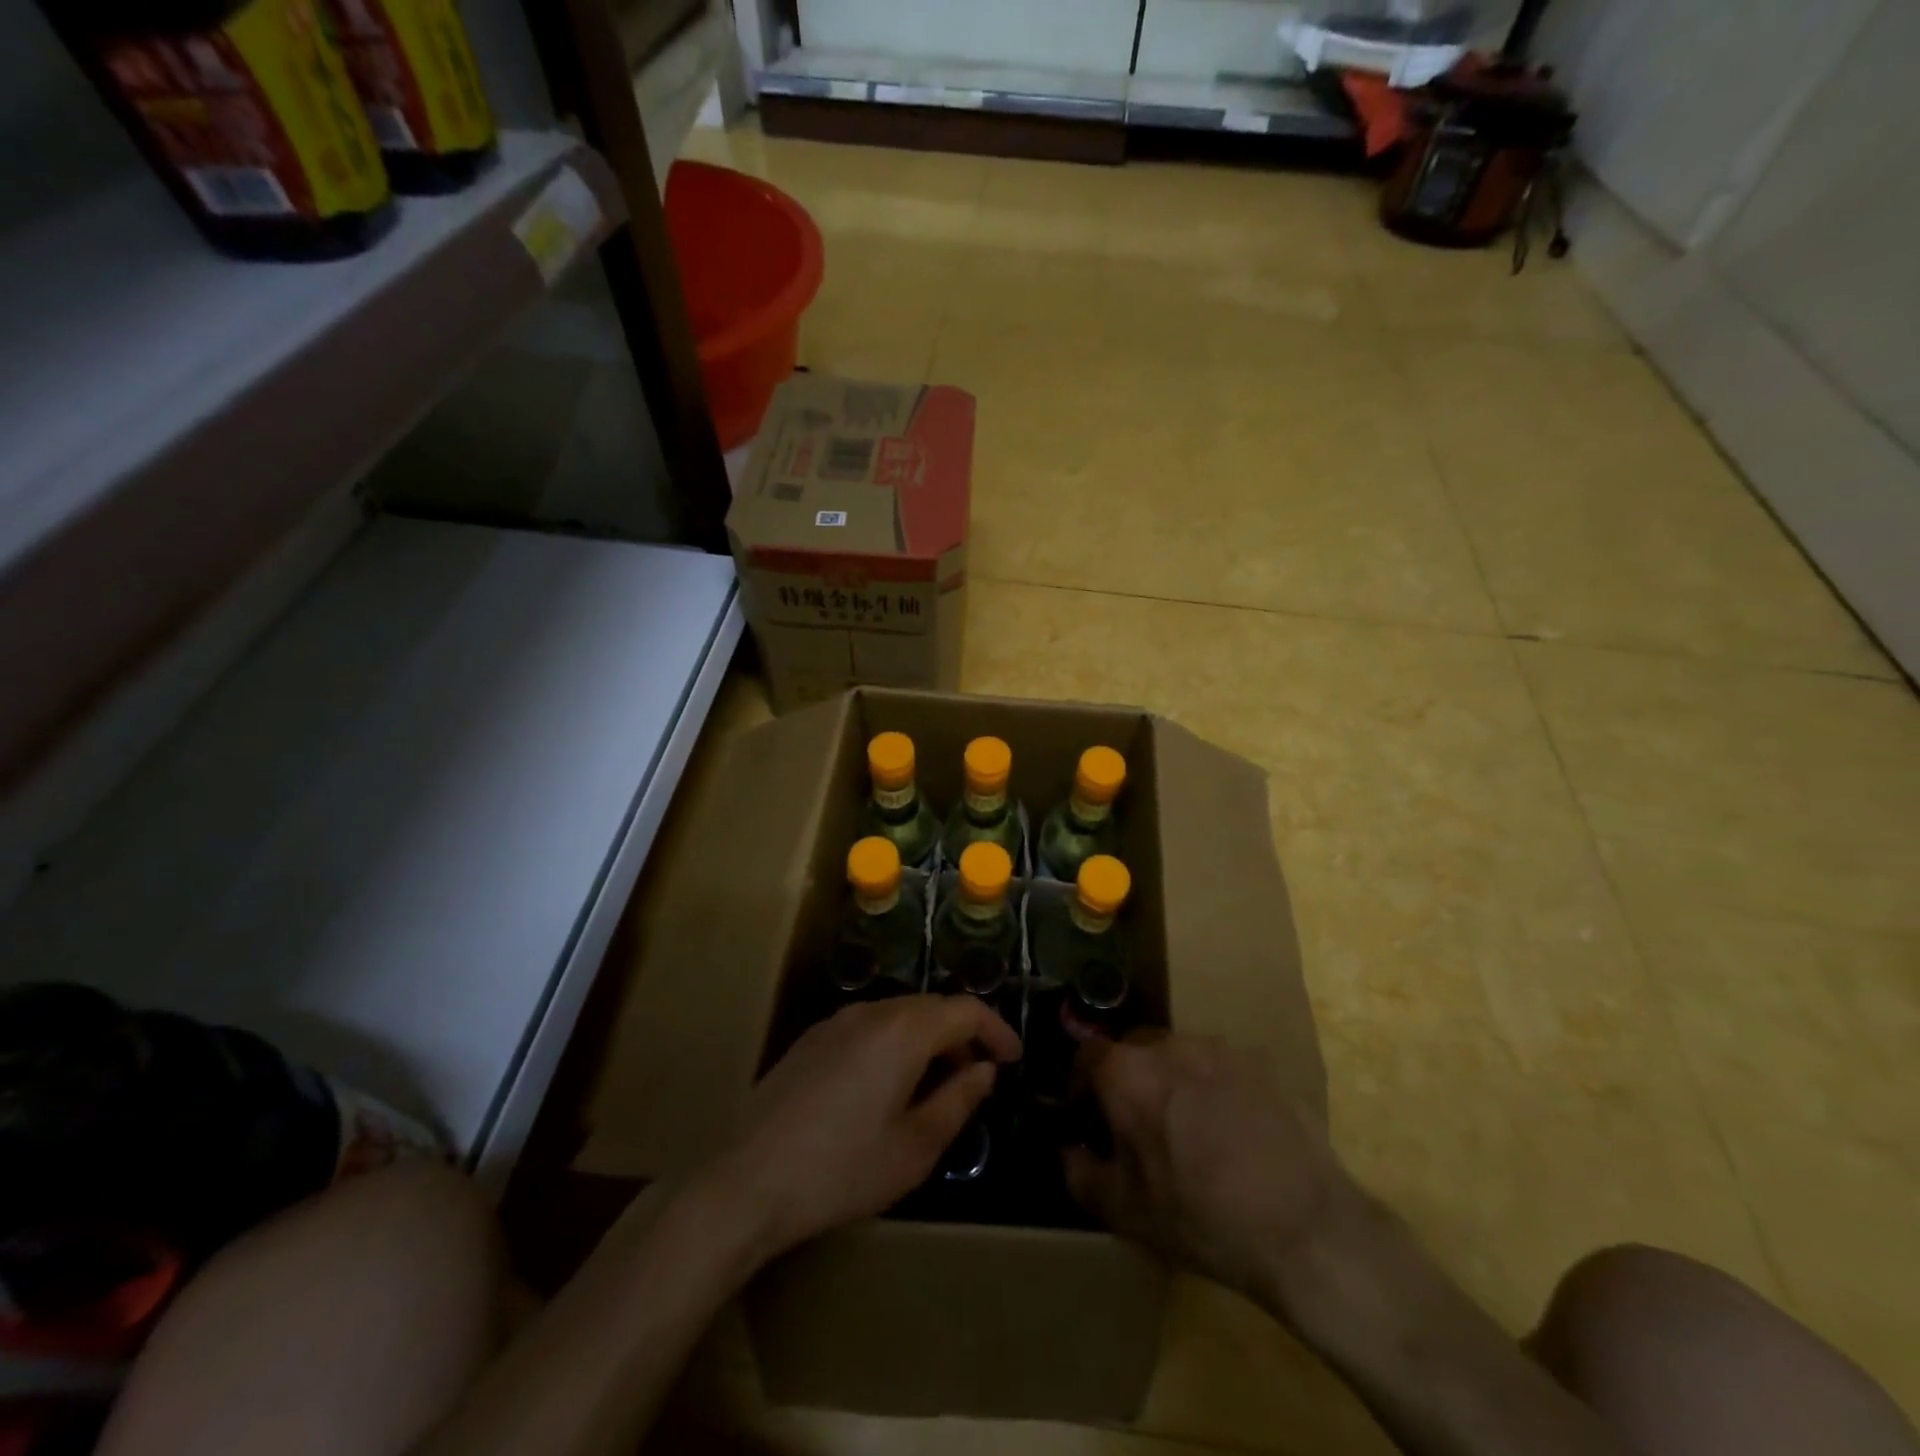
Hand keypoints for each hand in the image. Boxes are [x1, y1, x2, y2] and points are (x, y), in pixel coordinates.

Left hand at [712, 996, 1020, 1259]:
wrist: (747, 1179)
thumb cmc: (842, 1168)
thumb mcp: (916, 1147)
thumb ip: (959, 1099)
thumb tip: (984, 1069)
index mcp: (904, 1030)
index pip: (965, 1009)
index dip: (996, 1029)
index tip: (1013, 1059)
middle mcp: (872, 1011)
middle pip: (932, 1006)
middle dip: (964, 1034)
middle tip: (980, 1075)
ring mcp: (837, 1021)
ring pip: (900, 1014)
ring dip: (929, 1039)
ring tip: (939, 1083)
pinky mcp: (813, 1038)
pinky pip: (870, 1026)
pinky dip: (896, 1043)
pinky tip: (890, 1084)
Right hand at [1065, 1034, 1356, 1306]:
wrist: (1307, 1229)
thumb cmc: (1202, 1219)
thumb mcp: (1127, 1213)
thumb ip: (1081, 1174)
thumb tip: (1069, 1151)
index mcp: (1128, 1073)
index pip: (1087, 1055)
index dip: (1080, 1084)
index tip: (1087, 1116)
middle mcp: (1169, 1045)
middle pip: (1133, 1050)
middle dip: (1127, 1080)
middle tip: (1138, 1125)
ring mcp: (1219, 1049)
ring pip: (1178, 1055)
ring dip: (1172, 1081)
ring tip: (1190, 1128)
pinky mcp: (1261, 1063)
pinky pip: (1220, 1067)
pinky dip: (1214, 1088)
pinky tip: (1233, 1131)